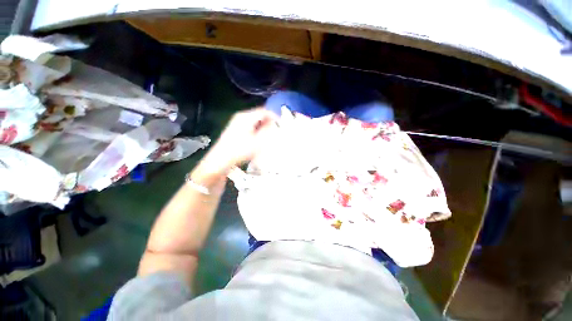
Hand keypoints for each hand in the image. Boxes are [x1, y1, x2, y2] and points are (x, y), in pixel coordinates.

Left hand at [198, 108, 277, 175]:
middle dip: (269, 122)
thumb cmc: (240, 150)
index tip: (281, 124)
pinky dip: (258, 129)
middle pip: (259, 115)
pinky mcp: (236, 129)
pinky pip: (251, 125)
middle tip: (277, 130)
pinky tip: (260, 138)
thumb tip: (275, 125)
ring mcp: (237, 122)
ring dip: (264, 126)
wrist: (221, 160)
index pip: (264, 111)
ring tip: (270, 135)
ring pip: (255, 121)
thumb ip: (268, 131)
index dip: (274, 117)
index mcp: (246, 117)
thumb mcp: (257, 142)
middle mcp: (241, 116)